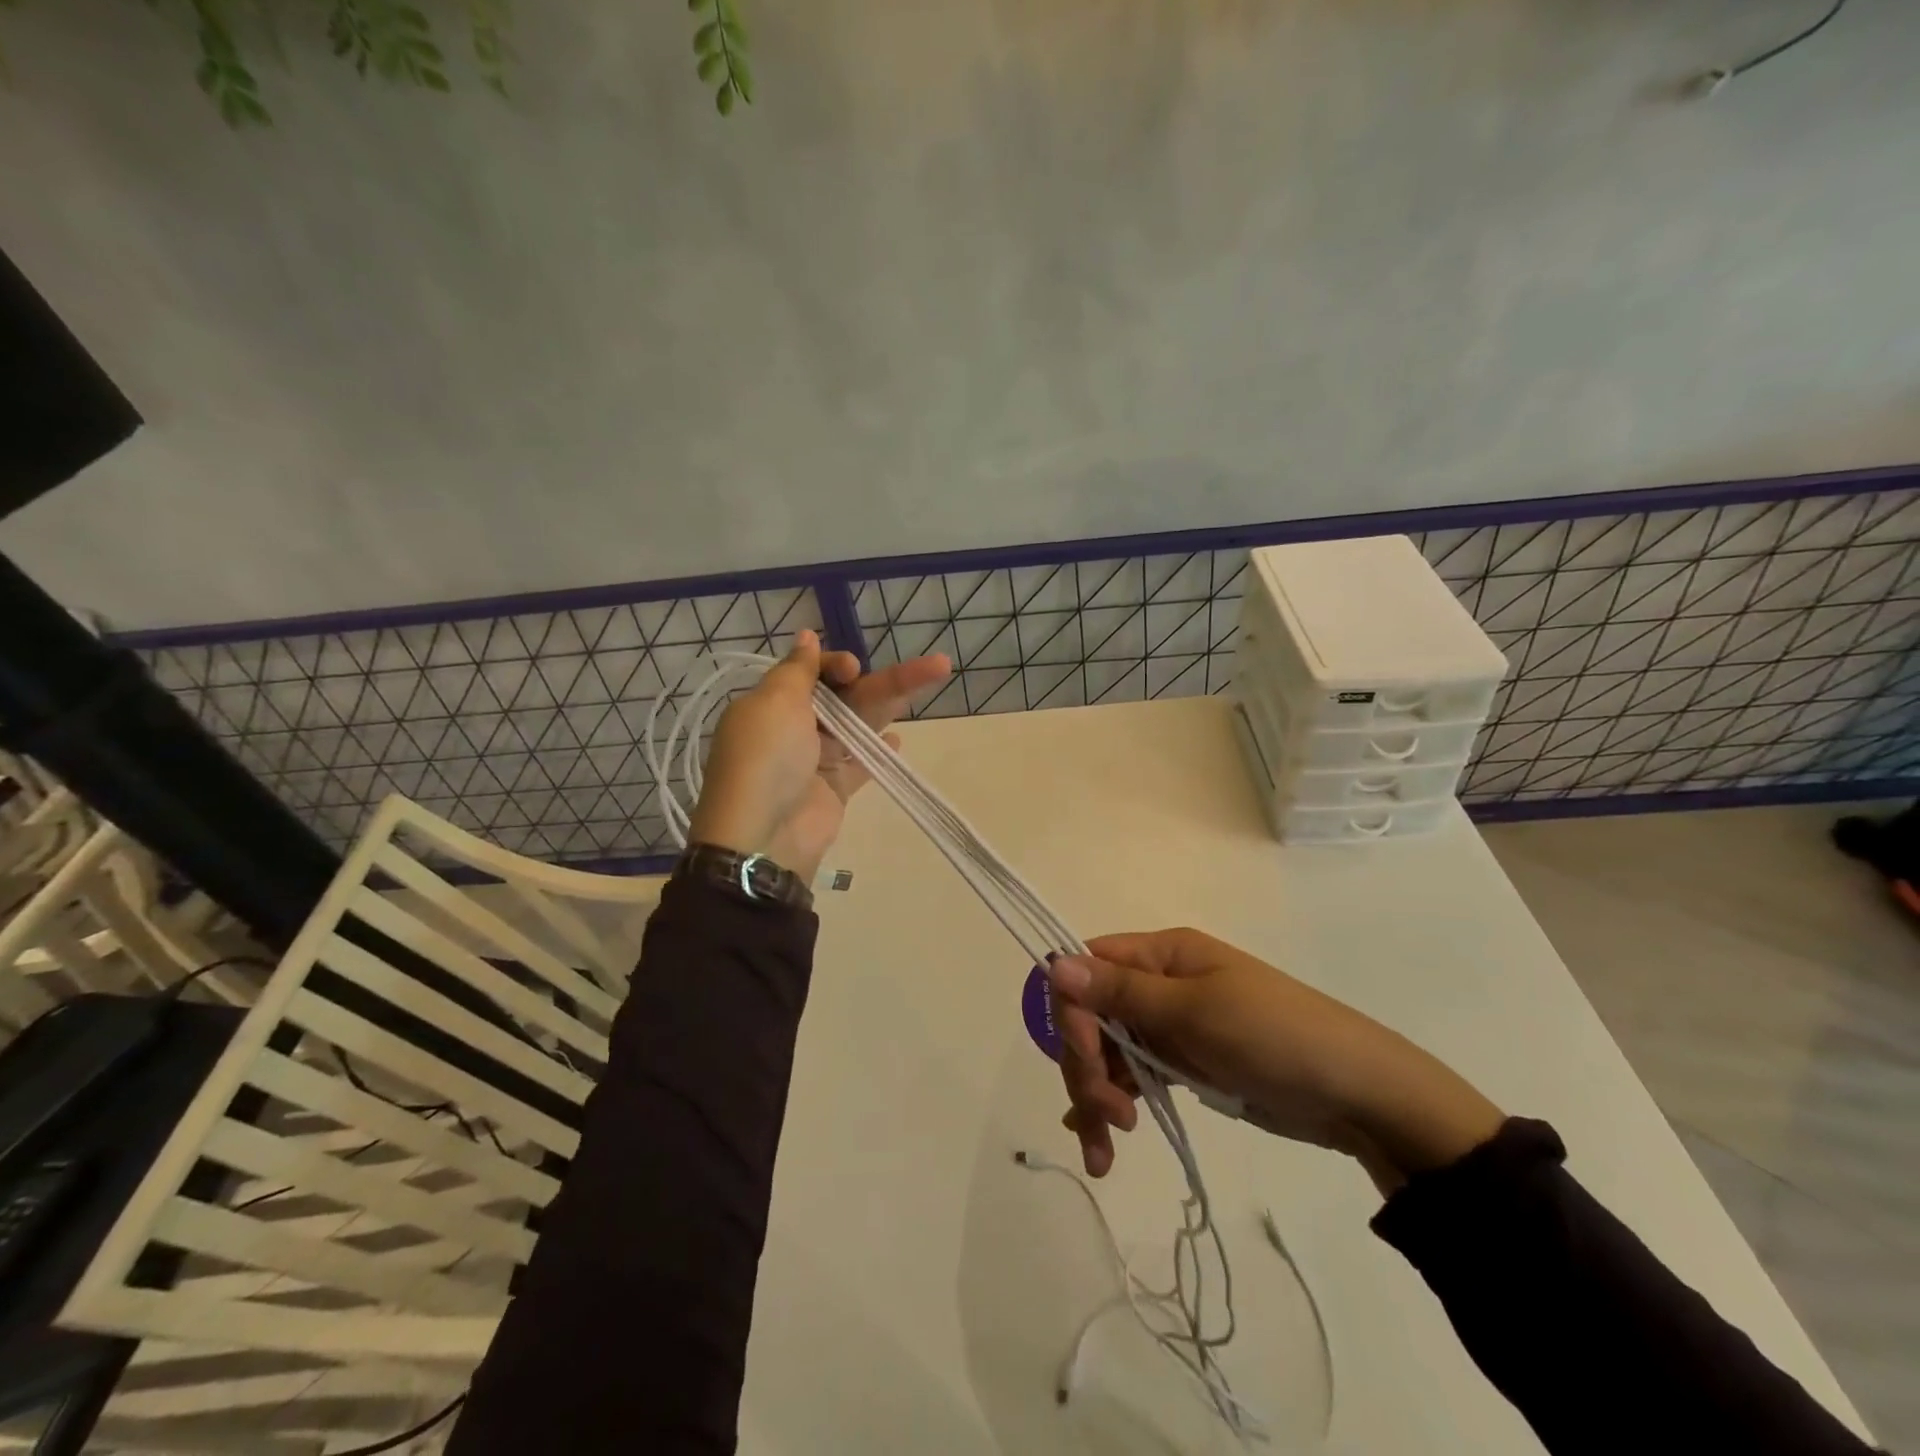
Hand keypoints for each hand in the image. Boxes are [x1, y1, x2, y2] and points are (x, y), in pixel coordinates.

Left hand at [688, 631, 950, 882]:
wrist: (764, 836)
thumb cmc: (766, 759)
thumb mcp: (774, 703)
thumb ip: (797, 670)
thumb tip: (806, 637)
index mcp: (773, 703)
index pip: (812, 672)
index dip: (836, 665)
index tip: (852, 669)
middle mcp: (795, 727)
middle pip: (848, 696)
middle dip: (888, 680)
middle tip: (936, 665)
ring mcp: (817, 759)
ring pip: (861, 725)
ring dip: (894, 706)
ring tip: (935, 684)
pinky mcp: (835, 788)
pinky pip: (862, 763)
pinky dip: (881, 750)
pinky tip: (899, 738)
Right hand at [1046, 928, 1504, 1192]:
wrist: (1359, 1094)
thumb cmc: (1277, 1037)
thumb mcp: (1197, 1013)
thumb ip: (1122, 993)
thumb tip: (1055, 963)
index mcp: (1163, 953)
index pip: (1088, 968)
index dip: (1074, 1012)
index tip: (1087, 1060)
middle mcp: (1159, 984)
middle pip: (1092, 1016)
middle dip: (1086, 1066)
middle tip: (1109, 1118)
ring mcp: (1171, 1026)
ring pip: (1107, 1051)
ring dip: (1096, 1095)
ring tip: (1105, 1150)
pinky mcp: (1184, 1064)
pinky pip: (1132, 1077)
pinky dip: (1114, 1105)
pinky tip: (1103, 1141)